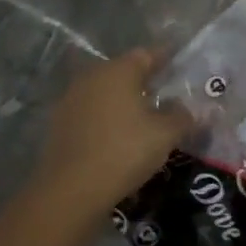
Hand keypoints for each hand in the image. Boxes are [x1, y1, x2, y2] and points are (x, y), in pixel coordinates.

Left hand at [33, 49, 192, 224]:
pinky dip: (106, 116)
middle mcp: (93, 76)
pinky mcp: (59, 123)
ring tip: (143, 116)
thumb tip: (186, 109)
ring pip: (105, 91)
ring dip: (123, 99)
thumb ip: (182, 116)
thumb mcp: (166, 135)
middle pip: (124, 71)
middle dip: (145, 80)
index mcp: (119, 70)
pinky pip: (91, 111)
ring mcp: (71, 99)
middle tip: (166, 93)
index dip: (166, 58)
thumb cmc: (124, 152)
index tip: (180, 65)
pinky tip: (118, 134)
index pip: (148, 54)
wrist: (70, 191)